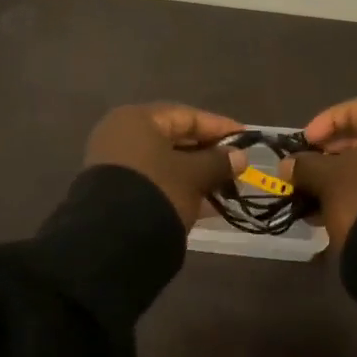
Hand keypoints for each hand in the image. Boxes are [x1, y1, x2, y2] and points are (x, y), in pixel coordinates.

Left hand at [84, 103, 246, 227]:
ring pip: (165, 162)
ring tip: (225, 186)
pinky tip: (205, 203)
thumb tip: (240, 156)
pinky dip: (179, 187)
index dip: (219, 127)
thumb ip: (218, 162)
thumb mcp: (194, 175)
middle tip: (236, 165)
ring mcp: (114, 164)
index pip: (186, 115)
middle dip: (208, 153)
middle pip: (174, 138)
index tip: (245, 139)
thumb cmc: (157, 191)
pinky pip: (155, 181)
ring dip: (196, 173)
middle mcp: (121, 135)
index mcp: (137, 119)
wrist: (112, 240)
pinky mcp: (114, 191)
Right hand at [283, 96, 356, 252]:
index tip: (306, 142)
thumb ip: (304, 166)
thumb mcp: (326, 179)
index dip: (327, 121)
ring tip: (317, 196)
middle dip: (333, 153)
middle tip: (310, 168)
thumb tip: (287, 165)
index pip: (356, 108)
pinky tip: (336, 212)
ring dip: (343, 176)